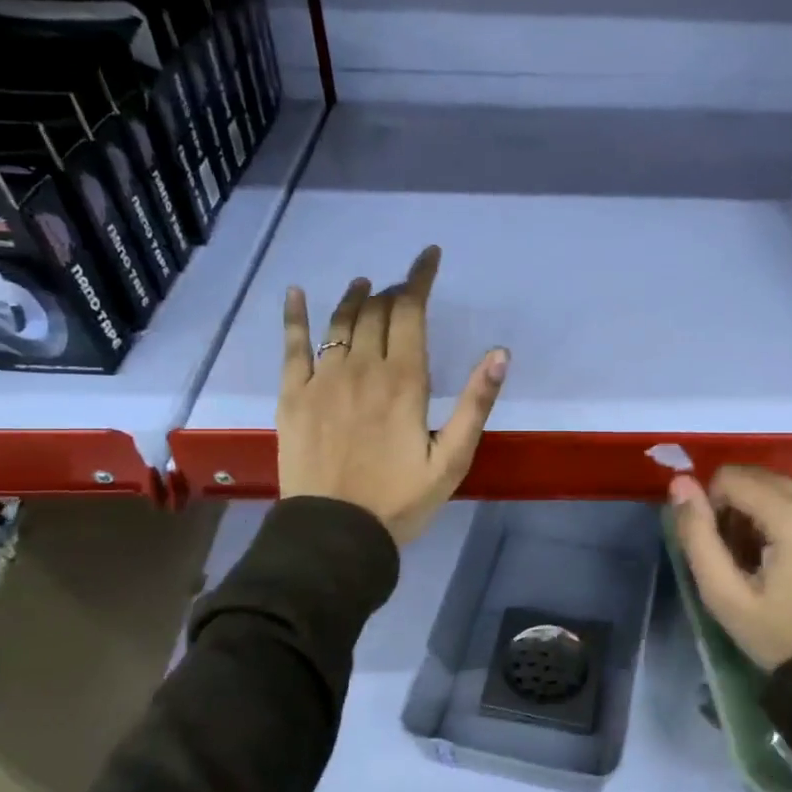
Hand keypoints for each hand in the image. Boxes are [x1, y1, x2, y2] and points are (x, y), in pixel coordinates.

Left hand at [278, 246, 508, 544]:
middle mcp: (362, 368)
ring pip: (339, 322)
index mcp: (404, 381)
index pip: (411, 311)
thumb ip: (475, 404)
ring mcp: (322, 380)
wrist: (336, 535)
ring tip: (365, 285)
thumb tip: (499, 354)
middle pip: (377, 311)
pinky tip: (296, 292)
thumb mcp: (453, 459)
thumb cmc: (401, 500)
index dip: (420, 278)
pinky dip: (294, 315)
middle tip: (405, 289)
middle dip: (394, 291)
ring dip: (354, 298)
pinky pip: (292, 345)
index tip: (429, 257)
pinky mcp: (293, 396)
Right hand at [669, 466, 791, 669]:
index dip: (715, 507)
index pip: (733, 479)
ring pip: (787, 486)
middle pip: (762, 478)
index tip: (724, 549)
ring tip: (770, 557)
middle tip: (744, 555)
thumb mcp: (724, 595)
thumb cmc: (779, 636)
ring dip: (767, 510)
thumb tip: (680, 483)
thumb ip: (697, 535)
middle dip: (741, 507)